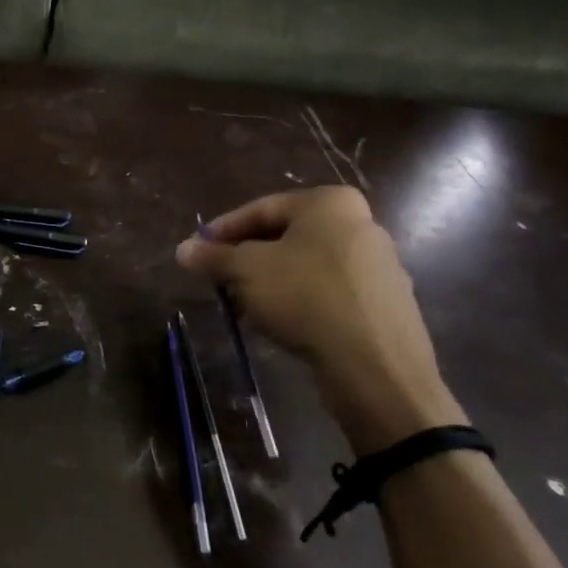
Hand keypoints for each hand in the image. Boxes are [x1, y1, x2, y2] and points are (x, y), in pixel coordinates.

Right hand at [176, 187, 463, 454]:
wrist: (375, 364)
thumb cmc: (305, 297)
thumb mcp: (245, 271)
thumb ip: (212, 256)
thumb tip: (183, 249)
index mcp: (329, 203)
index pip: (261, 208)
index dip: (222, 230)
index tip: (197, 251)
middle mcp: (360, 224)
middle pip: (285, 236)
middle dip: (246, 257)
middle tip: (217, 278)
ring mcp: (378, 265)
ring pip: (306, 265)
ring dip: (269, 281)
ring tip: (242, 304)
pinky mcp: (384, 303)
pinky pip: (328, 291)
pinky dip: (299, 299)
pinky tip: (278, 322)